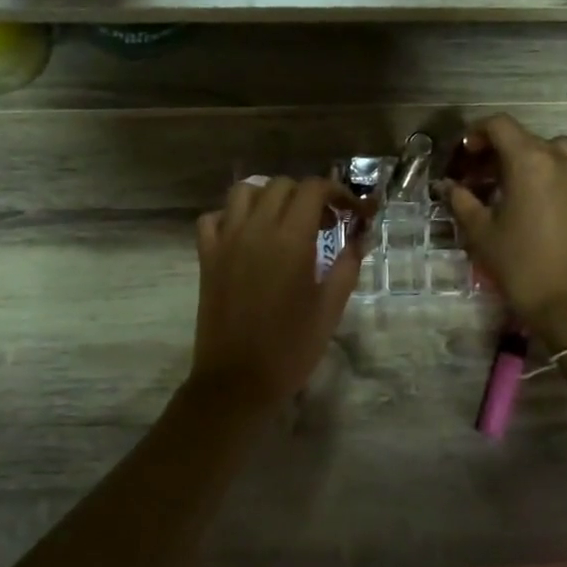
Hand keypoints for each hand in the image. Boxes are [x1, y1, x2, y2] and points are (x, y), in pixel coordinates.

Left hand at [190, 177, 371, 410]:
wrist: (237, 381)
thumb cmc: (291, 347)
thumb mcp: (330, 308)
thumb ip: (347, 266)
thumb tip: (360, 238)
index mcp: (290, 240)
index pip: (313, 189)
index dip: (338, 192)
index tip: (352, 212)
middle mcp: (255, 229)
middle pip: (281, 185)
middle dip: (308, 195)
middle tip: (325, 223)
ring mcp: (226, 241)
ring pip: (244, 192)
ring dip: (269, 197)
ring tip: (285, 221)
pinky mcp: (207, 257)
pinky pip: (214, 218)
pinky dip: (232, 216)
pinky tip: (247, 236)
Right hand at [437, 115, 566, 349]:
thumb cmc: (522, 267)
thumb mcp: (482, 234)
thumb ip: (461, 201)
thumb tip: (446, 185)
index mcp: (531, 161)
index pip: (500, 125)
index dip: (476, 134)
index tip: (463, 156)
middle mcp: (563, 159)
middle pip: (526, 139)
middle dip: (499, 152)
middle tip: (479, 179)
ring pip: (554, 152)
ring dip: (530, 161)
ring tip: (513, 188)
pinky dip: (555, 176)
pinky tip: (544, 203)